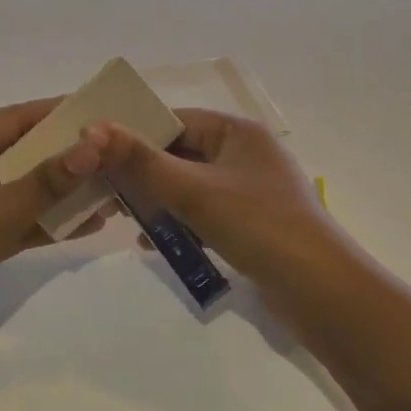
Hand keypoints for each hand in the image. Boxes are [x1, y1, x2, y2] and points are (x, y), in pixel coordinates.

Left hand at [0, 100, 106, 342]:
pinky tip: (89, 224)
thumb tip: (93, 145)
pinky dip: (49, 221)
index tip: (97, 110)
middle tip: (112, 150)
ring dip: (63, 190)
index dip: (53, 112)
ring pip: (24, 189)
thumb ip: (47, 181)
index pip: (11, 119)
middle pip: (21, 152)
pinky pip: (20, 220)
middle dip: (65, 153)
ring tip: (110, 188)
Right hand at [78, 108, 340, 287]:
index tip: (94, 152)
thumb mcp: (194, 190)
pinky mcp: (250, 223)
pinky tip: (152, 242)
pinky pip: (204, 213)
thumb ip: (141, 161)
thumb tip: (92, 128)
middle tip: (103, 191)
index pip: (176, 119)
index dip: (135, 133)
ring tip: (122, 218)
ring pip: (189, 186)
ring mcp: (250, 190)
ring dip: (158, 201)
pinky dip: (180, 223)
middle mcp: (245, 153)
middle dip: (143, 173)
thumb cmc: (257, 225)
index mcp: (238, 132)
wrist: (319, 290)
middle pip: (180, 153)